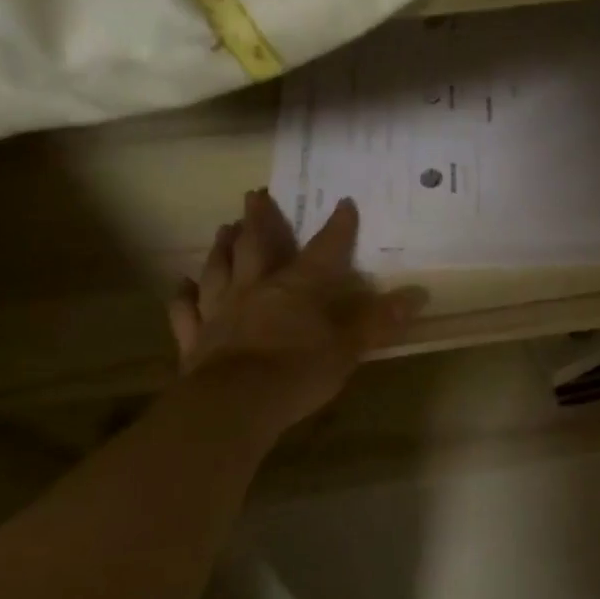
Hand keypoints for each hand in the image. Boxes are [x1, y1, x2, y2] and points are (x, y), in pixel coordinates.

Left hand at [167, 189, 425, 435]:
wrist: (236, 404)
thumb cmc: (299, 372)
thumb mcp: (349, 348)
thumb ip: (379, 321)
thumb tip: (418, 294)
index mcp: (298, 287)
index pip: (324, 250)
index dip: (337, 227)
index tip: (344, 203)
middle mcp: (256, 288)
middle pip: (256, 246)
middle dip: (258, 219)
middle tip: (254, 194)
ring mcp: (220, 310)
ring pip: (218, 269)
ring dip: (222, 247)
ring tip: (223, 228)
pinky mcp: (195, 337)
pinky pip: (185, 310)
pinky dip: (183, 295)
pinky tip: (181, 284)